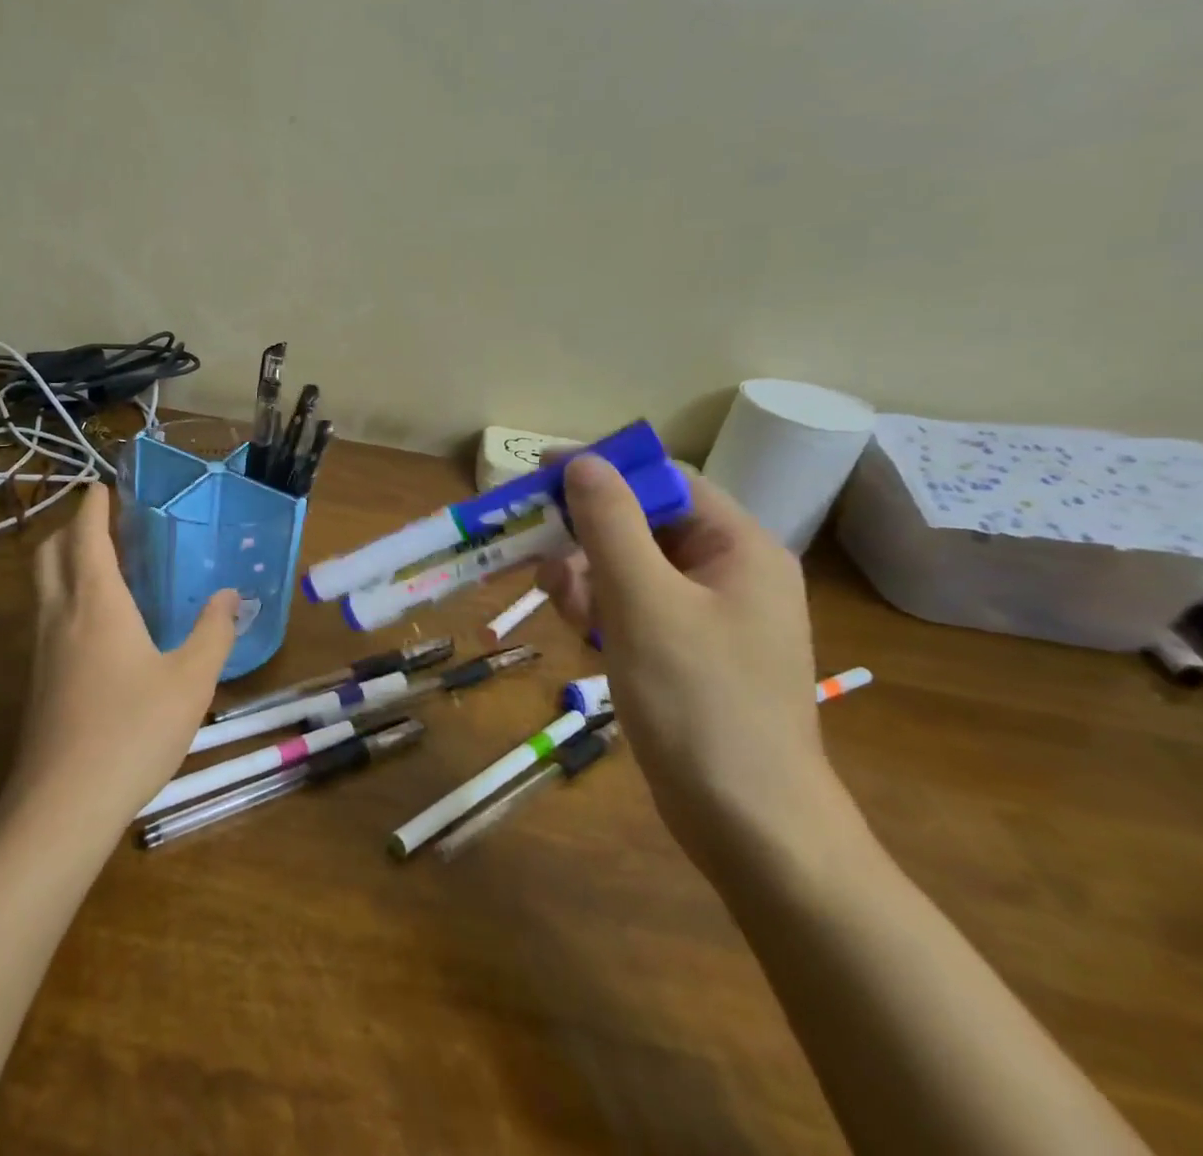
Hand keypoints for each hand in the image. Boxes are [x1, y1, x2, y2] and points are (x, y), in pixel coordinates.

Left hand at [12, 485, 237, 829]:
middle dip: (70, 528)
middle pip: (49, 552)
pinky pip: (45, 615)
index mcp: (96, 601)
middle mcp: (60, 614)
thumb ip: (214, 633)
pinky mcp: (36, 679)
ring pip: (42, 585)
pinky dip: (62, 595)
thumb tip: (230, 596)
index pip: (86, 535)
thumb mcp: (191, 680)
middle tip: (101, 523)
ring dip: (62, 560)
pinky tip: (93, 624)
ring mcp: (41, 648)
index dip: (92, 506)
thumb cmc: (133, 730)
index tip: (101, 485)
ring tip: (99, 564)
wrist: (63, 803)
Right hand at [536, 455, 827, 870]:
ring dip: (586, 577)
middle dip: (587, 538)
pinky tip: (582, 636)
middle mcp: (728, 572)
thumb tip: (582, 462)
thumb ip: (610, 525)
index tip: (539, 476)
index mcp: (738, 548)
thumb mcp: (644, 603)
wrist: (750, 826)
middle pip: (642, 524)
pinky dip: (600, 611)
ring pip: (629, 567)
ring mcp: (707, 615)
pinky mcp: (685, 651)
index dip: (602, 472)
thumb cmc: (700, 702)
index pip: (664, 481)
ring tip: (564, 608)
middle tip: (541, 559)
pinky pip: (632, 607)